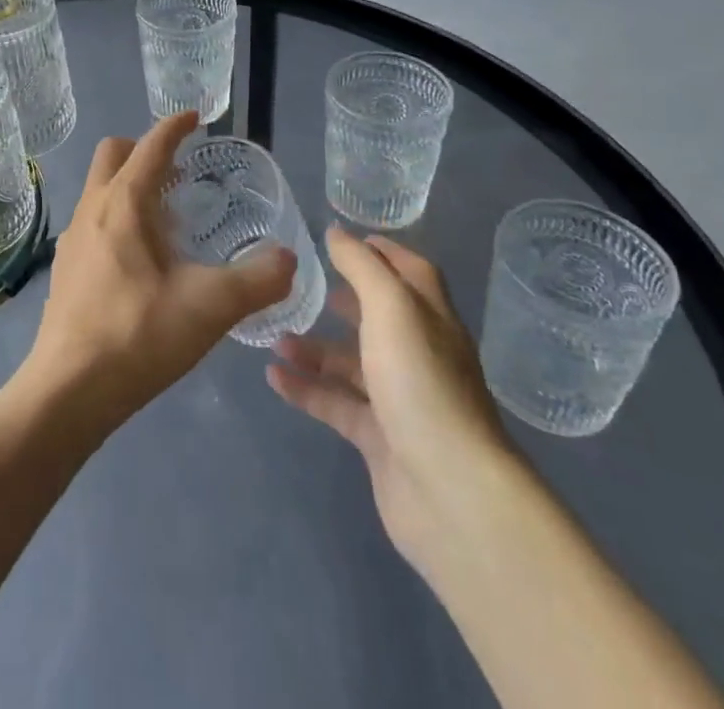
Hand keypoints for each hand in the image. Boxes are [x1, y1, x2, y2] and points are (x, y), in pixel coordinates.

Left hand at [17, 111, 296, 436]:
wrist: (68, 391)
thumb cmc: (138, 335)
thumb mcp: (210, 306)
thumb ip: (258, 280)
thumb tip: (289, 258)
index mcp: (123, 202)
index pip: (150, 146)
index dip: (174, 126)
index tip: (195, 117)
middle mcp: (91, 208)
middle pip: (113, 154)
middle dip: (145, 149)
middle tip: (181, 170)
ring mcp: (72, 238)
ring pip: (100, 188)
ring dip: (131, 185)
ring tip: (168, 217)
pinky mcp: (65, 268)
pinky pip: (93, 220)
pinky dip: (118, 216)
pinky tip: (142, 260)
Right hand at [267, 228, 513, 576]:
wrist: (450, 492)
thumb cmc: (420, 381)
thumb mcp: (391, 307)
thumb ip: (361, 266)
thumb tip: (336, 231)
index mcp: (431, 319)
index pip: (412, 273)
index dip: (384, 252)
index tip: (346, 238)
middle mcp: (419, 355)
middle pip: (380, 318)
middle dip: (346, 300)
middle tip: (306, 285)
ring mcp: (400, 400)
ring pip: (352, 364)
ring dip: (315, 348)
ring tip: (274, 336)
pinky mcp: (379, 439)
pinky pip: (336, 404)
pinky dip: (306, 389)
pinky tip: (273, 377)